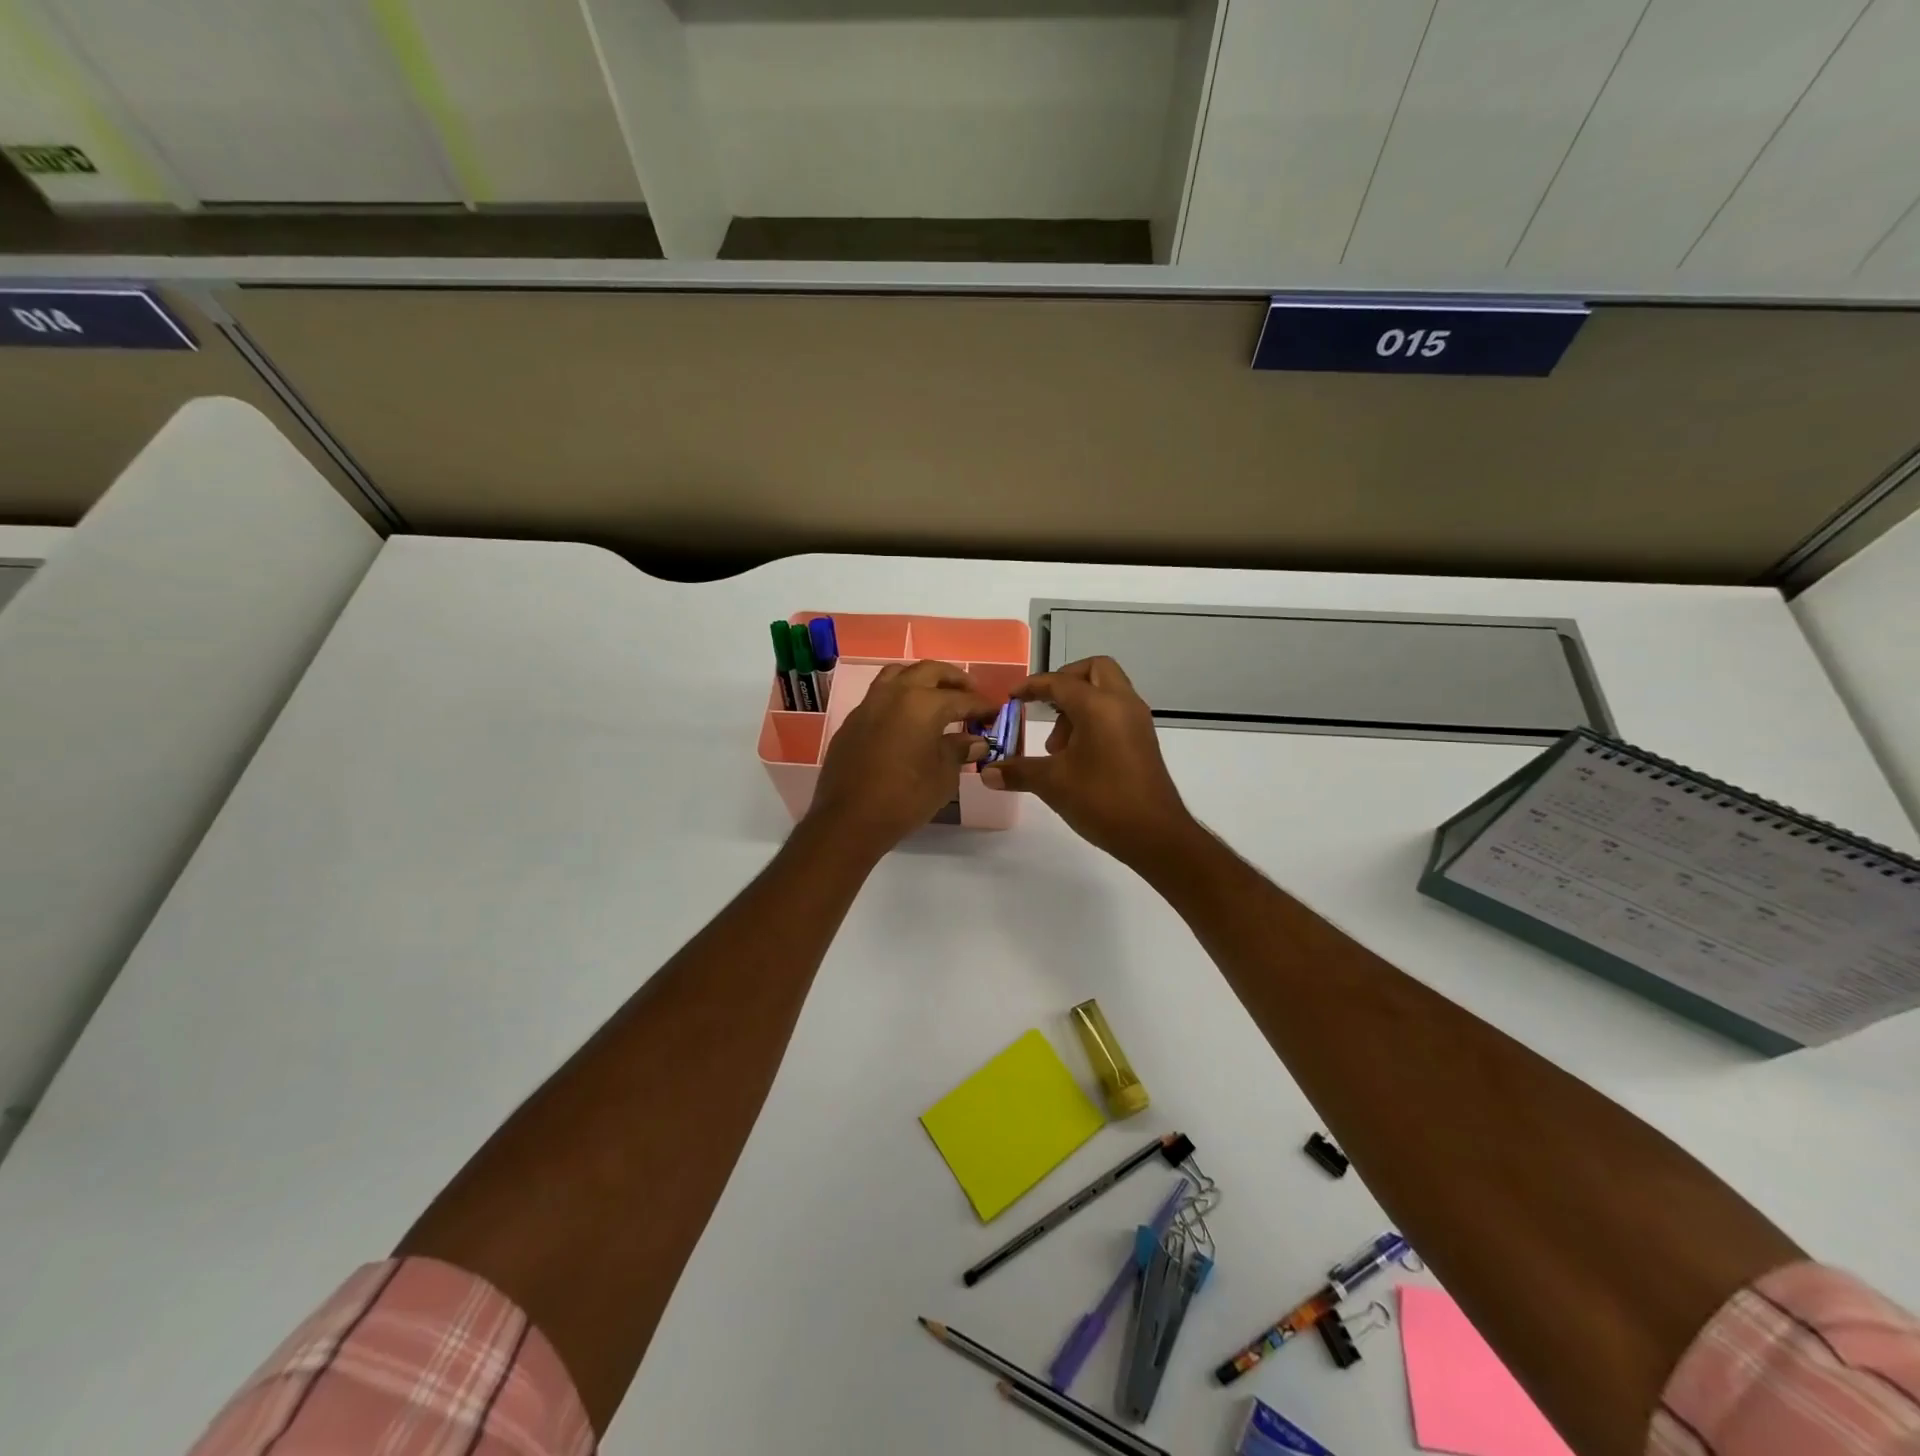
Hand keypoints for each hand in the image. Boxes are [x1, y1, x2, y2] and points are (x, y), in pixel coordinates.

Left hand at [807, 660, 996, 854]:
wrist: (849, 820)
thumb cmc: (905, 798)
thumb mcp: (943, 776)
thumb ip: (959, 750)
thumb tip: (976, 741)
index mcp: (923, 703)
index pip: (962, 698)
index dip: (982, 706)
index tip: (995, 713)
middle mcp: (895, 693)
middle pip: (929, 671)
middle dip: (954, 680)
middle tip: (970, 693)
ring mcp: (869, 704)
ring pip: (899, 674)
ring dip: (922, 679)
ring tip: (936, 696)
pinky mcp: (852, 721)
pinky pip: (880, 695)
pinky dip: (899, 697)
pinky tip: (907, 719)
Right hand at [981, 656, 1195, 865]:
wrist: (1156, 835)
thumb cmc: (1102, 800)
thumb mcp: (1052, 783)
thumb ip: (1018, 771)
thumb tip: (986, 773)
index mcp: (1098, 706)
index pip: (1059, 682)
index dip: (1032, 686)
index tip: (1011, 697)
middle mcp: (1121, 703)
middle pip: (1094, 670)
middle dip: (1065, 681)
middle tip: (1044, 707)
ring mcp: (1137, 721)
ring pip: (1106, 691)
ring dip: (1079, 705)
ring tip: (1058, 746)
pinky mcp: (1143, 740)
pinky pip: (1115, 711)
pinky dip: (1094, 719)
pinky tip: (1077, 755)